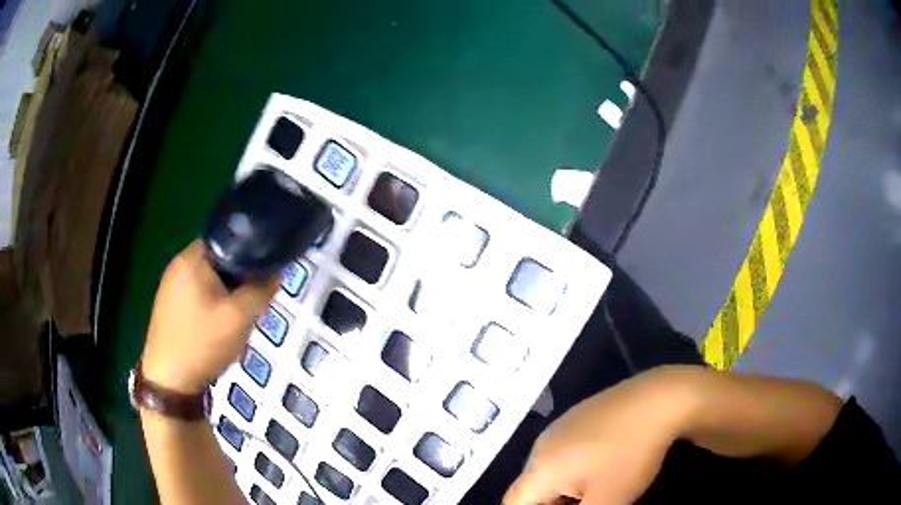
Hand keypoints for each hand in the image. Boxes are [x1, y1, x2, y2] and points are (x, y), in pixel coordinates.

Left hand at [141, 240, 279, 394]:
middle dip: (238, 279)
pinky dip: (211, 303)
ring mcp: (170, 284)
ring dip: (225, 293)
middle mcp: (178, 263)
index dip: (250, 255)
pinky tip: (214, 326)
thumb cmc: (203, 343)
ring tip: (234, 317)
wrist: (169, 380)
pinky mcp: (168, 303)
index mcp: (193, 257)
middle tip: (250, 303)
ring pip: (209, 278)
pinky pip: (197, 292)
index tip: (262, 279)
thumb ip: (261, 290)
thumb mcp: (239, 318)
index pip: (229, 239)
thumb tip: (276, 271)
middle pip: (219, 260)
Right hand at [504, 367, 700, 504]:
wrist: (659, 400)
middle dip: (548, 503)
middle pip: (530, 487)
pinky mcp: (580, 415)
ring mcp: (561, 426)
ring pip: (548, 468)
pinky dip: (572, 468)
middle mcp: (542, 445)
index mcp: (540, 467)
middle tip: (579, 504)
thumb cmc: (630, 456)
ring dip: (560, 487)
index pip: (514, 502)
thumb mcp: (607, 500)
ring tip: (592, 492)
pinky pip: (563, 451)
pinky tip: (601, 467)